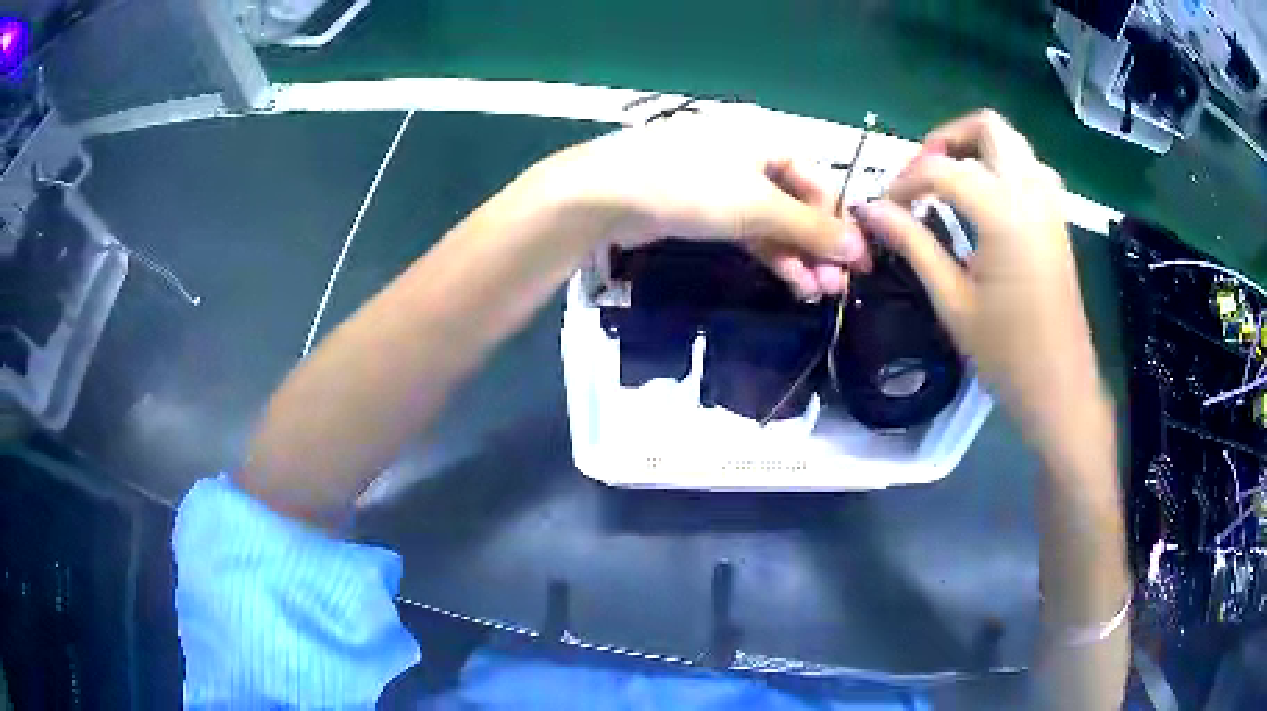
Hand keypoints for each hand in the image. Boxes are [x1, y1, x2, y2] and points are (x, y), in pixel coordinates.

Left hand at [547, 114, 869, 299]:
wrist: (609, 195)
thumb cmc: (692, 186)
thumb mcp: (759, 206)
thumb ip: (810, 229)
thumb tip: (859, 249)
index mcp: (769, 140)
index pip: (820, 182)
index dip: (840, 224)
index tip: (859, 263)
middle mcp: (751, 157)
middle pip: (798, 204)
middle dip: (818, 246)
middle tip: (837, 288)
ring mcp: (724, 184)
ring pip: (773, 222)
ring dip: (796, 256)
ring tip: (816, 293)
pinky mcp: (702, 209)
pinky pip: (747, 230)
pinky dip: (769, 254)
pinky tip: (790, 281)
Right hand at [855, 110, 1105, 448]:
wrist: (1060, 386)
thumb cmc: (1006, 353)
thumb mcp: (952, 301)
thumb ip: (913, 244)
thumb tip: (871, 210)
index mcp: (1002, 212)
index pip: (941, 169)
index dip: (905, 181)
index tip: (885, 208)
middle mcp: (1030, 193)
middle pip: (988, 127)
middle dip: (948, 139)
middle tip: (924, 174)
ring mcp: (1050, 203)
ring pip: (1013, 142)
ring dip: (978, 149)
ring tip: (952, 184)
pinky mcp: (1058, 219)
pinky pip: (1030, 168)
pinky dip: (1002, 167)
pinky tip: (987, 202)